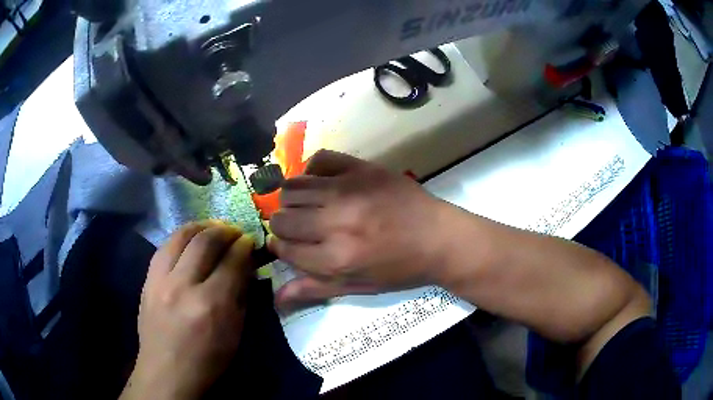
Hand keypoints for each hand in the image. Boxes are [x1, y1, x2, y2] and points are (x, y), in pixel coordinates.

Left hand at [121, 221, 254, 399]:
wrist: (167, 371)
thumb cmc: (208, 359)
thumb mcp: (235, 333)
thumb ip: (240, 296)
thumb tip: (245, 267)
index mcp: (211, 304)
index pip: (231, 261)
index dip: (244, 246)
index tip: (249, 241)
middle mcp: (183, 285)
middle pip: (205, 241)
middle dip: (224, 230)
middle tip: (234, 232)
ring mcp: (161, 280)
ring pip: (181, 235)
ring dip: (201, 226)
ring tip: (212, 228)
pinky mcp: (147, 279)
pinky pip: (164, 246)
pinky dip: (181, 237)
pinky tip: (189, 239)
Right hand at [269, 150, 447, 311]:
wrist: (439, 238)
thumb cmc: (400, 270)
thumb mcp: (359, 286)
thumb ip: (315, 289)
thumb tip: (276, 298)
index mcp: (337, 258)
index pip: (284, 249)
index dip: (282, 248)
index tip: (288, 246)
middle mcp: (336, 222)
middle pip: (281, 218)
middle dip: (284, 226)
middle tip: (300, 228)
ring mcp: (348, 190)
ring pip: (292, 188)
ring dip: (293, 200)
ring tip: (309, 206)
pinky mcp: (361, 168)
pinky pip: (319, 160)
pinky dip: (312, 171)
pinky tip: (322, 183)